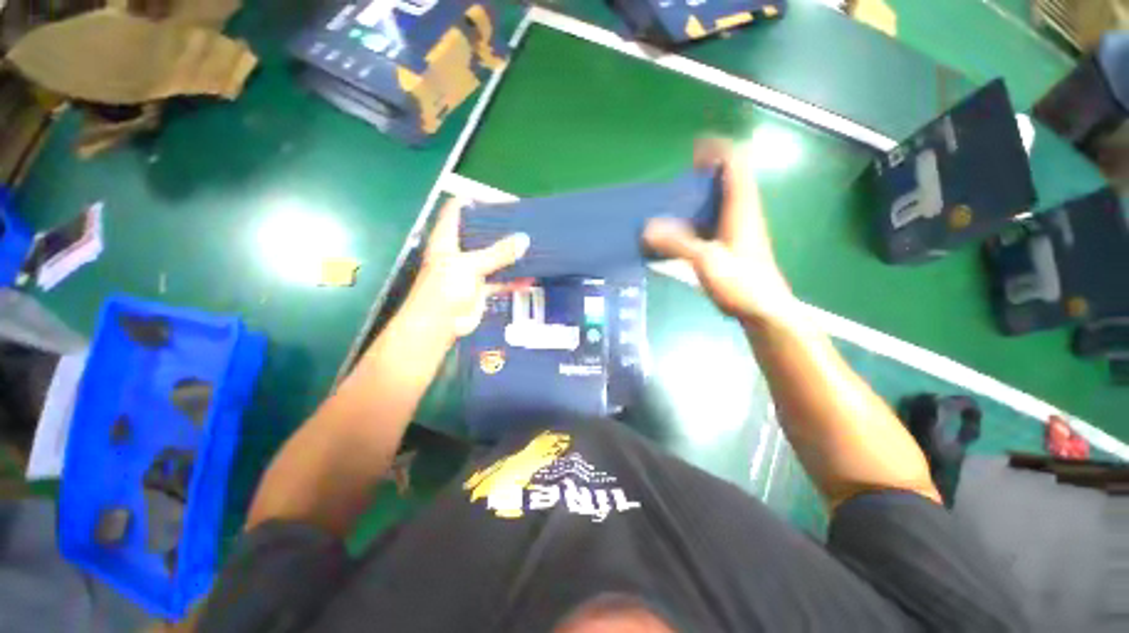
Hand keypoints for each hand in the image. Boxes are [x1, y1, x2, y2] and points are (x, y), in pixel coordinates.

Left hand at [406, 198, 531, 339]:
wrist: (439, 326)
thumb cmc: (445, 289)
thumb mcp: (471, 266)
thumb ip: (498, 254)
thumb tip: (524, 239)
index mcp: (447, 239)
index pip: (457, 210)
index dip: (474, 201)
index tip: (500, 202)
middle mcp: (458, 252)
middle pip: (479, 233)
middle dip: (499, 229)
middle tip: (523, 224)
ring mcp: (470, 271)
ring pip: (492, 258)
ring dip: (509, 255)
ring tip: (531, 246)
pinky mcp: (480, 289)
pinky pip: (500, 280)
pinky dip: (513, 280)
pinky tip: (530, 278)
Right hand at [644, 138, 796, 325]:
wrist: (763, 310)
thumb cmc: (742, 283)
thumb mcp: (706, 261)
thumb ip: (677, 243)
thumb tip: (646, 228)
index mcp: (742, 207)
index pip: (735, 163)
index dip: (717, 150)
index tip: (693, 150)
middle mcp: (742, 212)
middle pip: (727, 179)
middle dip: (702, 174)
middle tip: (674, 184)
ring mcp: (738, 228)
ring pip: (718, 201)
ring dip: (697, 198)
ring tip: (670, 207)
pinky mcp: (732, 244)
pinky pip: (712, 221)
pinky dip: (695, 219)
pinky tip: (677, 234)